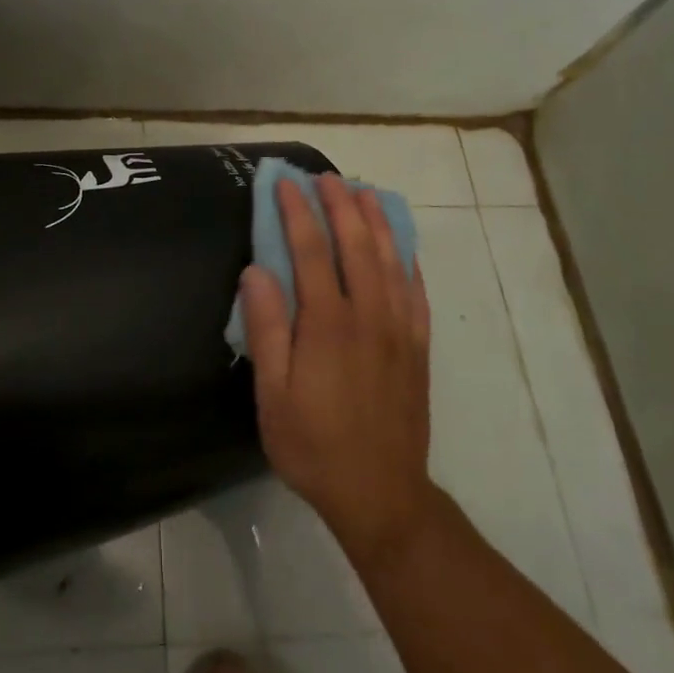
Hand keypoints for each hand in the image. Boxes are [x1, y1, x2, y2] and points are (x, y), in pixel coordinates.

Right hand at [239, 175, 434, 566]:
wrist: (382, 495)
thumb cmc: (314, 445)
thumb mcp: (273, 396)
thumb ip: (266, 330)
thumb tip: (255, 271)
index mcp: (328, 324)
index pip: (311, 251)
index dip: (297, 213)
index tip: (286, 183)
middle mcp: (368, 315)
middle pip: (356, 245)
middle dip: (339, 205)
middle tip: (325, 177)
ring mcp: (399, 329)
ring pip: (390, 260)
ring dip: (376, 222)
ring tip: (364, 192)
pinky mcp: (418, 347)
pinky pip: (416, 292)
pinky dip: (408, 260)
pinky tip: (403, 245)